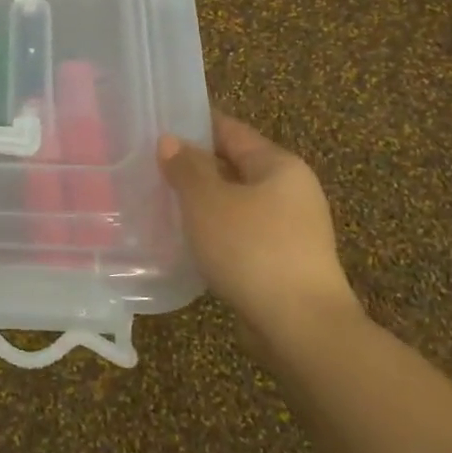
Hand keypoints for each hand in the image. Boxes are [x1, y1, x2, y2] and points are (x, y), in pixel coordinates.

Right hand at [159, 113, 360, 356]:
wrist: (300, 327)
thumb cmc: (252, 250)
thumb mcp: (208, 202)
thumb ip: (186, 168)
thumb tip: (171, 140)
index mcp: (279, 165)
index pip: (232, 131)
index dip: (196, 125)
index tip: (159, 125)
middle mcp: (292, 191)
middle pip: (235, 166)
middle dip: (196, 167)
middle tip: (150, 166)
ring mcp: (292, 229)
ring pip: (237, 203)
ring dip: (204, 203)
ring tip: (161, 203)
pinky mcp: (284, 262)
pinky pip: (242, 234)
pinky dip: (216, 231)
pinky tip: (188, 240)